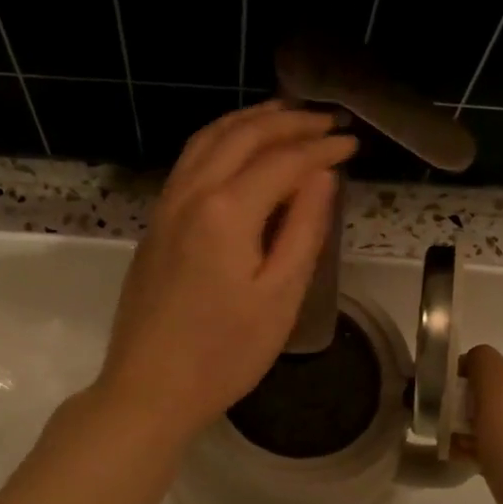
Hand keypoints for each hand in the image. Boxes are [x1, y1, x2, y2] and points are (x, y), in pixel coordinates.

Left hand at [96, 103, 355, 444]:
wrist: (149, 388)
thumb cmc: (224, 353)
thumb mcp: (280, 296)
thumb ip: (304, 229)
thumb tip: (321, 176)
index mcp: (227, 211)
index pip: (283, 160)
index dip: (321, 148)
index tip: (353, 143)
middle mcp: (191, 194)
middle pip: (242, 136)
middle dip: (289, 121)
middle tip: (327, 120)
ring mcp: (166, 207)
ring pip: (208, 140)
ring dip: (249, 121)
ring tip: (285, 115)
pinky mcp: (155, 224)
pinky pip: (189, 161)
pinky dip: (219, 140)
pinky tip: (237, 150)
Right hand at [460, 345, 502, 503]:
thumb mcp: (500, 388)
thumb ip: (481, 360)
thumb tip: (467, 364)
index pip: (480, 361)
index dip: (458, 379)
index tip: (446, 402)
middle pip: (479, 388)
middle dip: (458, 406)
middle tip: (445, 426)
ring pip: (479, 416)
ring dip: (459, 428)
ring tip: (452, 445)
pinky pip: (487, 441)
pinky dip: (470, 447)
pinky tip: (460, 458)